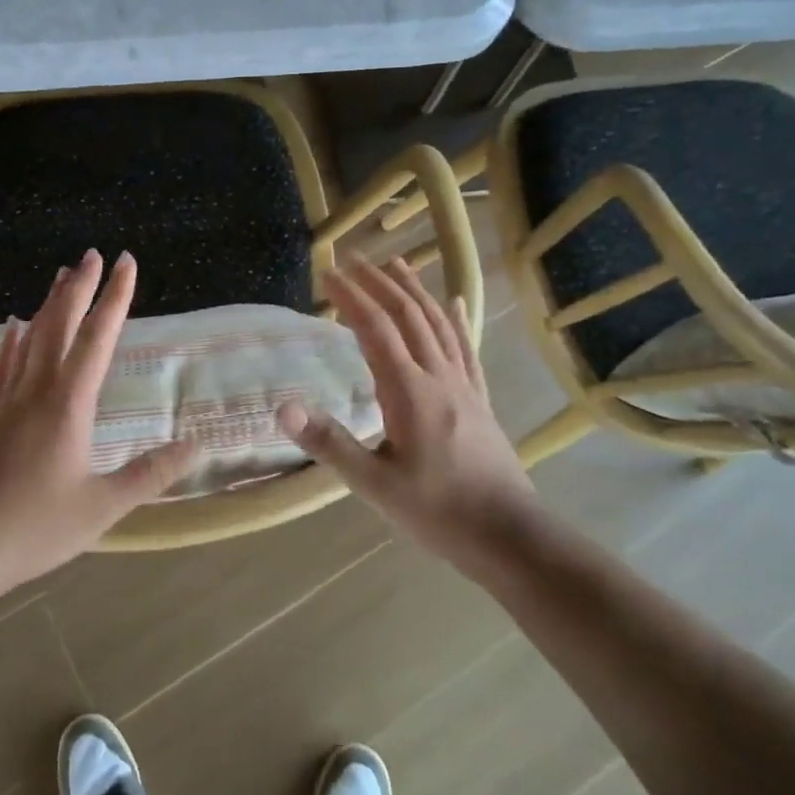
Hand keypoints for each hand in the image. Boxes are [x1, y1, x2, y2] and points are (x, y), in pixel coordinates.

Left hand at [0, 249, 197, 608]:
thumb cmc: (34, 528)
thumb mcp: (102, 507)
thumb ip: (150, 474)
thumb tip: (196, 446)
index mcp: (68, 405)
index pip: (97, 339)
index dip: (115, 298)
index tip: (126, 263)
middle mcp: (36, 391)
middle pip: (59, 326)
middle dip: (79, 288)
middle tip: (92, 254)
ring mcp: (6, 403)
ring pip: (30, 340)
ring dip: (48, 305)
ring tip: (60, 277)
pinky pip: (3, 367)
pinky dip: (12, 342)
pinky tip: (13, 328)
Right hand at [279, 258, 533, 560]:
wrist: (511, 535)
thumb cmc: (438, 511)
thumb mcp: (375, 484)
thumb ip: (330, 443)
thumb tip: (283, 408)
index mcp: (409, 391)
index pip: (375, 330)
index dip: (351, 297)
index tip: (327, 273)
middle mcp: (438, 376)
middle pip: (408, 315)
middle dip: (378, 283)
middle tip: (353, 259)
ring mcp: (464, 385)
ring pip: (437, 324)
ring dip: (414, 290)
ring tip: (396, 264)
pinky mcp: (479, 398)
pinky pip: (465, 347)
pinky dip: (455, 319)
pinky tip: (453, 301)